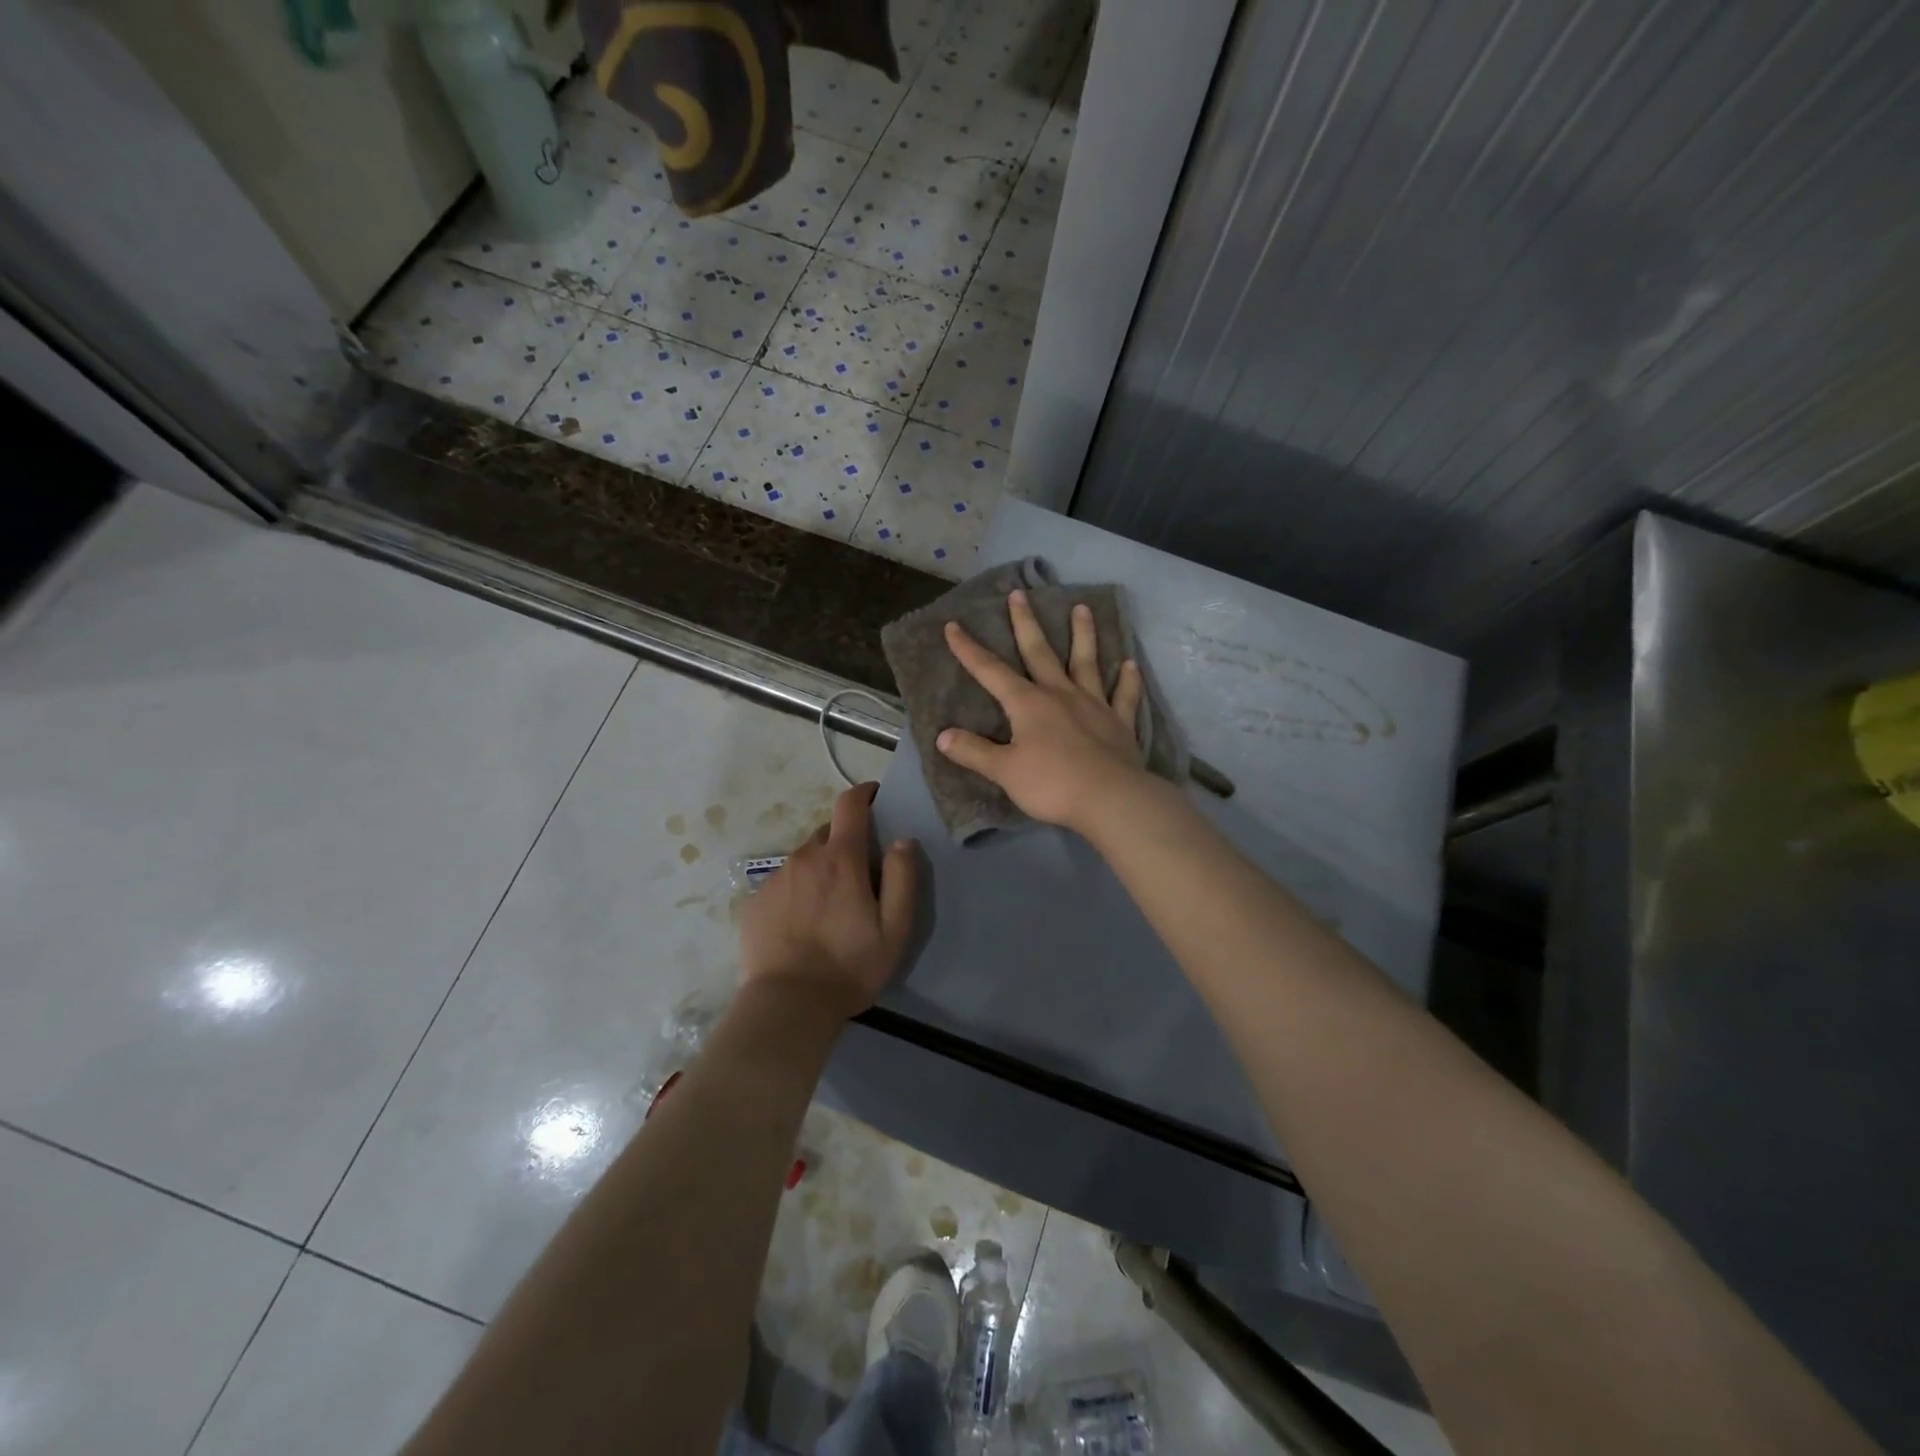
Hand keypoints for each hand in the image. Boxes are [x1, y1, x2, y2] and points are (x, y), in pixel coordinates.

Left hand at [738, 782, 917, 1018]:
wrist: (787, 1005)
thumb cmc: (849, 967)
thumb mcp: (894, 928)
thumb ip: (903, 878)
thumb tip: (903, 840)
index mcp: (840, 858)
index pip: (849, 804)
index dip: (863, 793)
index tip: (874, 797)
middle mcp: (805, 857)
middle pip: (828, 833)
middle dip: (845, 842)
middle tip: (857, 875)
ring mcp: (775, 878)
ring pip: (804, 859)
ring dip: (820, 869)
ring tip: (828, 906)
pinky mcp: (754, 901)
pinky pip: (782, 883)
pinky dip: (796, 891)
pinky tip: (801, 924)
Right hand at [937, 589, 1150, 831]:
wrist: (1110, 799)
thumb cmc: (1052, 784)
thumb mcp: (1004, 771)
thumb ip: (974, 752)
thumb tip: (943, 736)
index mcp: (1028, 704)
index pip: (991, 671)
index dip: (969, 649)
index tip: (954, 625)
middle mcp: (1060, 694)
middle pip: (1040, 652)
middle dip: (1026, 623)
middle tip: (1020, 594)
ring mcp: (1093, 705)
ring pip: (1086, 662)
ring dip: (1083, 634)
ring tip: (1082, 607)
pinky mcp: (1119, 723)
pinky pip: (1123, 696)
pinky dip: (1127, 680)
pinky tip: (1130, 664)